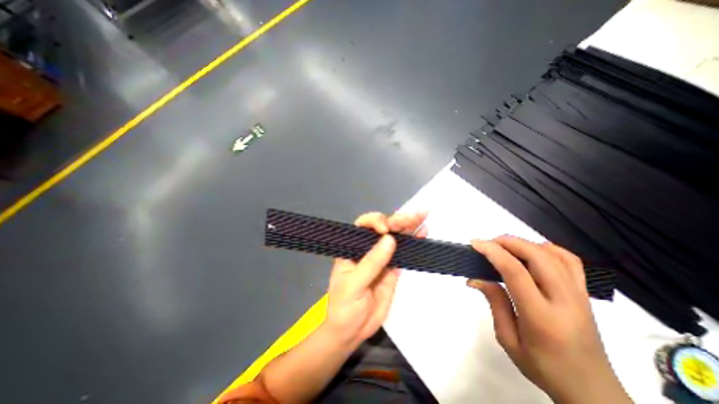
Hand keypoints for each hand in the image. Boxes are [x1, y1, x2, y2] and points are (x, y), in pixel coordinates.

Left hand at [326, 212, 424, 346]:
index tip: (385, 230)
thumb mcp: (354, 284)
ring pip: (395, 238)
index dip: (375, 222)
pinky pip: (403, 253)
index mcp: (352, 248)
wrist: (351, 331)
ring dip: (408, 227)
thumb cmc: (343, 307)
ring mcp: (381, 258)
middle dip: (398, 220)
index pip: (363, 226)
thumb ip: (372, 262)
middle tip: (416, 215)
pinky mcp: (392, 268)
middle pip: (383, 229)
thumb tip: (390, 239)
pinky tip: (422, 234)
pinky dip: (413, 244)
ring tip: (422, 218)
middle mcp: (367, 249)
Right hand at [467, 236, 630, 403]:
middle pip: (537, 256)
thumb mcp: (508, 339)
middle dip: (508, 242)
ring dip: (524, 243)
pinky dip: (548, 249)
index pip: (516, 272)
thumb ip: (495, 303)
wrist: (592, 390)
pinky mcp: (585, 294)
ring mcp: (579, 295)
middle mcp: (565, 301)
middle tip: (487, 244)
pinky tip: (532, 251)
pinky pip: (570, 261)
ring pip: (553, 254)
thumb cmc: (543, 367)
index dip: (493, 252)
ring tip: (503, 246)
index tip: (475, 243)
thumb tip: (476, 279)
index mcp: (542, 317)